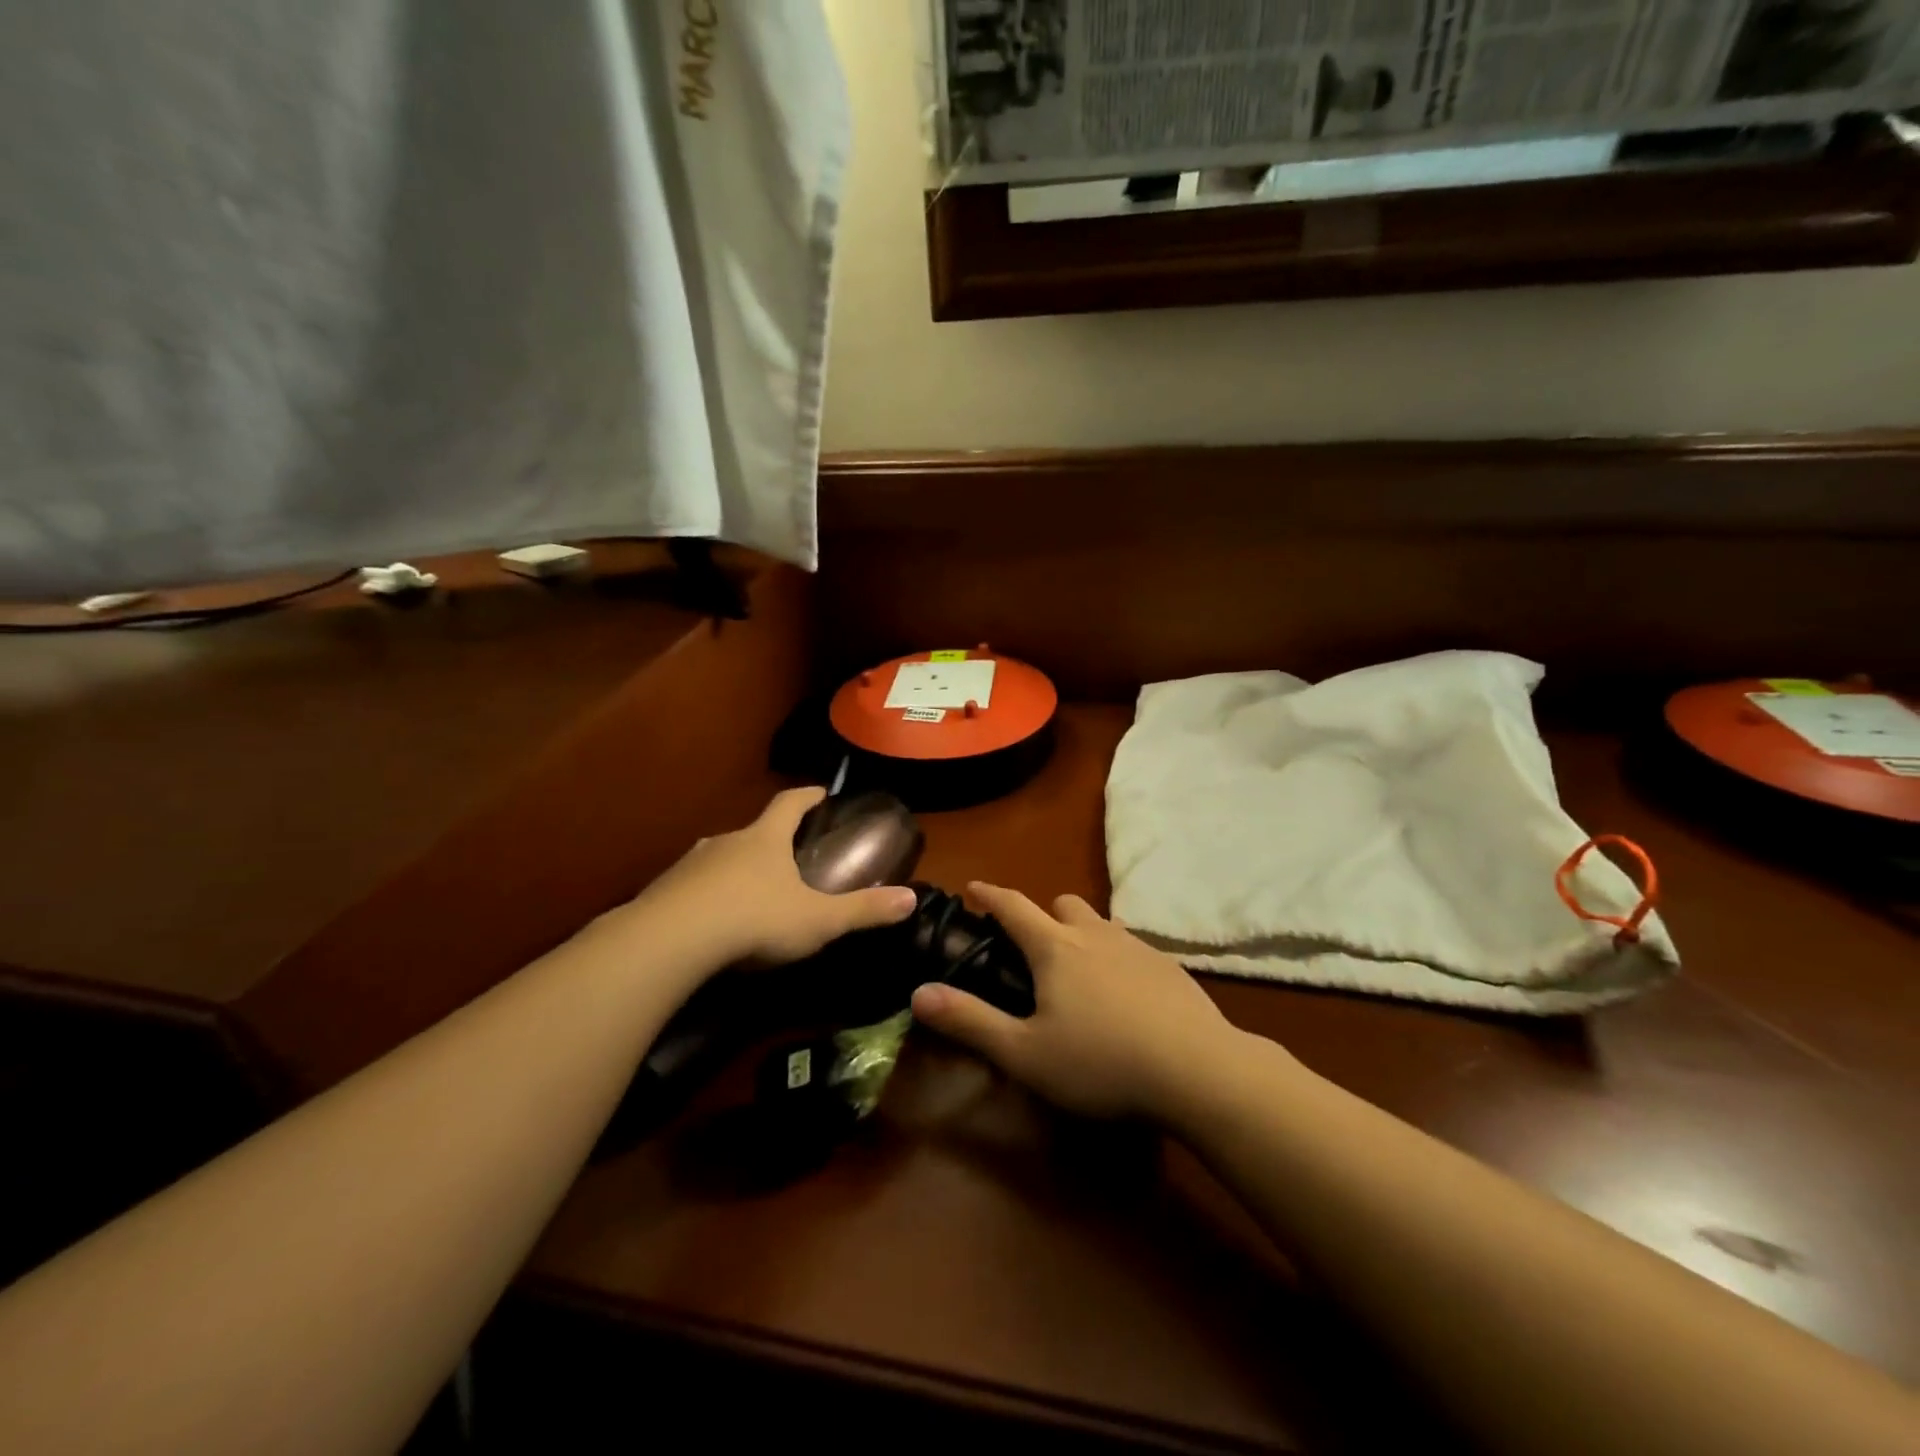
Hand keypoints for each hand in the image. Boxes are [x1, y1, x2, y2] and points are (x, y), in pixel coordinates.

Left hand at [639, 788, 917, 966]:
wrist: (670, 942)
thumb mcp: (818, 920)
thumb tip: (912, 898)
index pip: (789, 803)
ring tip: (750, 893)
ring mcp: (690, 865)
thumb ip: (863, 910)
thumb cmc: (755, 920)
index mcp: (765, 839)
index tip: (821, 792)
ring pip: (720, 859)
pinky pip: (691, 887)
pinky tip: (711, 923)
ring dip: (736, 869)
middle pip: (753, 831)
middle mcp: (726, 842)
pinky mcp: (662, 892)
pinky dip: (706, 896)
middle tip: (788, 857)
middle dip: (771, 840)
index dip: (807, 796)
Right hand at [910, 883, 1243, 1119]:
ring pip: (1101, 922)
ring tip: (1078, 967)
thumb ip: (970, 1021)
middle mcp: (1095, 934)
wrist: (1199, 1070)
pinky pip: (1132, 945)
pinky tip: (1124, 993)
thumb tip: (918, 992)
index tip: (973, 887)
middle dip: (1041, 913)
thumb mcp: (1025, 1053)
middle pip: (1063, 904)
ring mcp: (1137, 946)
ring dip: (1082, 931)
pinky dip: (1115, 954)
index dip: (990, 894)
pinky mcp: (1170, 966)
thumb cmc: (1101, 1062)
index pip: (1013, 906)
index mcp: (1055, 948)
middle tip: (1031, 944)